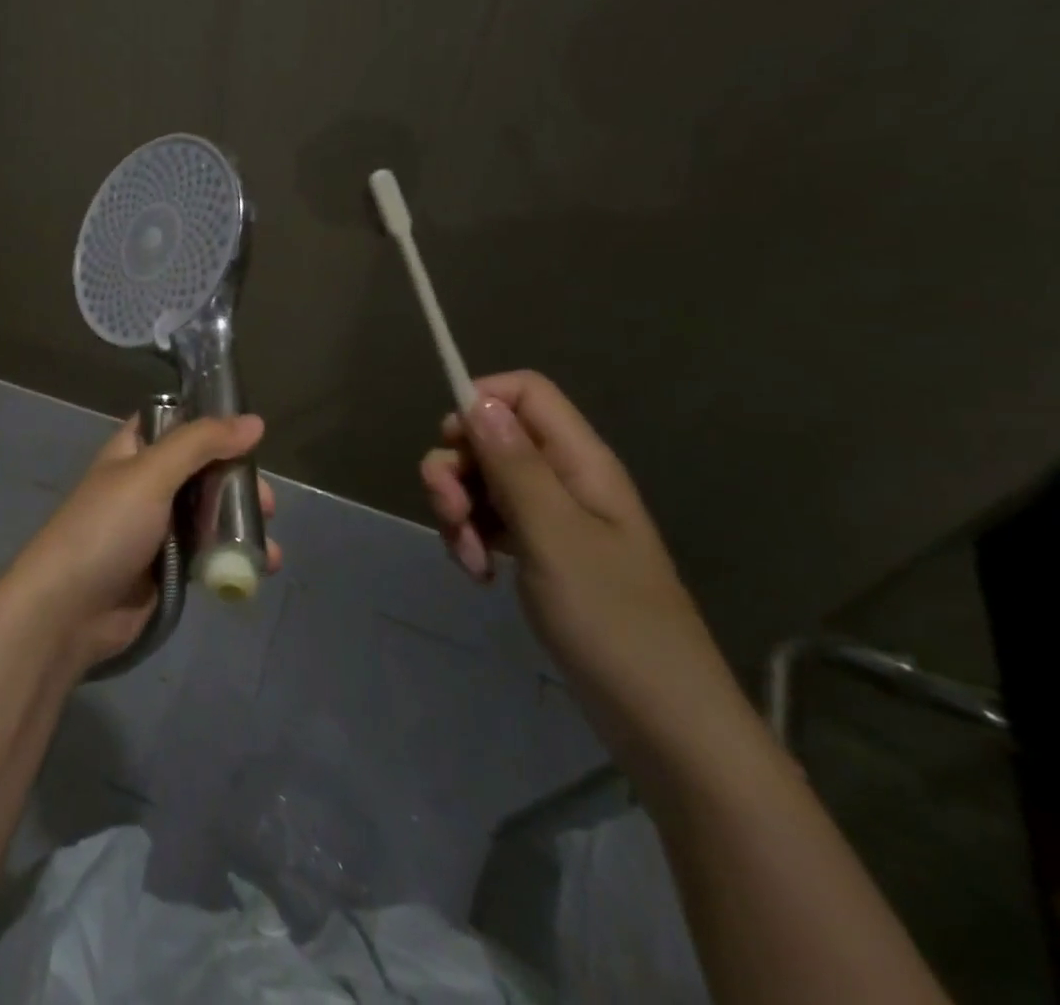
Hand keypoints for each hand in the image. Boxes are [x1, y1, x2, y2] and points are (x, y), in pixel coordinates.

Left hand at [5, 414, 278, 669]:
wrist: (67, 610)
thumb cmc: (106, 529)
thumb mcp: (151, 474)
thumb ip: (201, 444)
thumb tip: (254, 421)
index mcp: (134, 451)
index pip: (176, 421)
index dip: (211, 422)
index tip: (250, 432)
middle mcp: (147, 483)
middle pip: (203, 470)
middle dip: (238, 483)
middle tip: (265, 503)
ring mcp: (157, 527)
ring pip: (210, 512)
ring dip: (241, 523)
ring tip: (267, 546)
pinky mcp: (167, 567)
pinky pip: (207, 551)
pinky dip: (231, 555)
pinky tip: (258, 566)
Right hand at [419, 372, 751, 763]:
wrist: (662, 721)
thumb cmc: (613, 621)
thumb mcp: (554, 536)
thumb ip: (514, 465)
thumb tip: (477, 399)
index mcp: (580, 462)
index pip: (525, 393)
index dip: (480, 400)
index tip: (451, 443)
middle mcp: (565, 479)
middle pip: (491, 438)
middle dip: (455, 470)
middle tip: (451, 515)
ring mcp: (552, 518)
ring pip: (482, 482)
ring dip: (459, 512)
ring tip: (469, 560)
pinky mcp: (540, 552)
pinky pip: (489, 521)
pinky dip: (472, 539)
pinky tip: (478, 574)